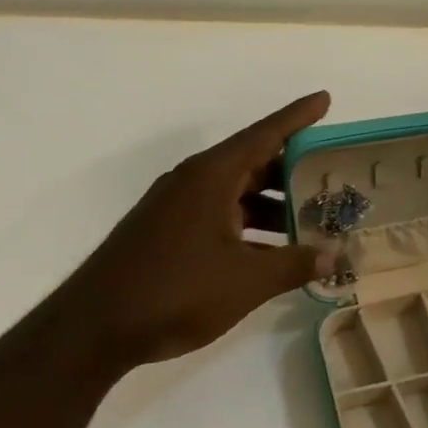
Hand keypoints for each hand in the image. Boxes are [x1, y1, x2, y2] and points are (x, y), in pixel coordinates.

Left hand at [38, 91, 335, 374]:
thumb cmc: (176, 291)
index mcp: (211, 177)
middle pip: (254, 163)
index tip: (325, 99)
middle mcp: (193, 183)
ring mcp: (177, 208)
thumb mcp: (248, 281)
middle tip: (333, 175)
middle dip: (294, 169)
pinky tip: (275, 249)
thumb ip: (295, 264)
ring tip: (314, 218)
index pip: (265, 135)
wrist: (94, 328)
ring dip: (275, 204)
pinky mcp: (169, 233)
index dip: (297, 117)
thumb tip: (334, 256)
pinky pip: (222, 215)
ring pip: (238, 193)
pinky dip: (252, 225)